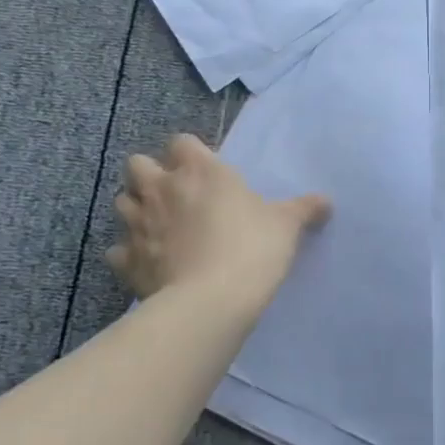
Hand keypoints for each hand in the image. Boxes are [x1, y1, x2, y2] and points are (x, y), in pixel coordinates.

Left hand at [107, 134, 329, 310]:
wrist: (210, 302)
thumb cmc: (251, 248)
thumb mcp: (286, 225)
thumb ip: (304, 209)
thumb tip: (326, 201)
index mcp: (200, 170)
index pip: (182, 142)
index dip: (191, 153)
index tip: (207, 171)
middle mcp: (161, 189)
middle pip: (137, 164)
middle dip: (150, 174)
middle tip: (176, 194)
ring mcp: (138, 225)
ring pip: (121, 202)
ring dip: (136, 209)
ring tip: (159, 226)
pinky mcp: (126, 261)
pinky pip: (118, 250)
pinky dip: (129, 253)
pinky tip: (149, 263)